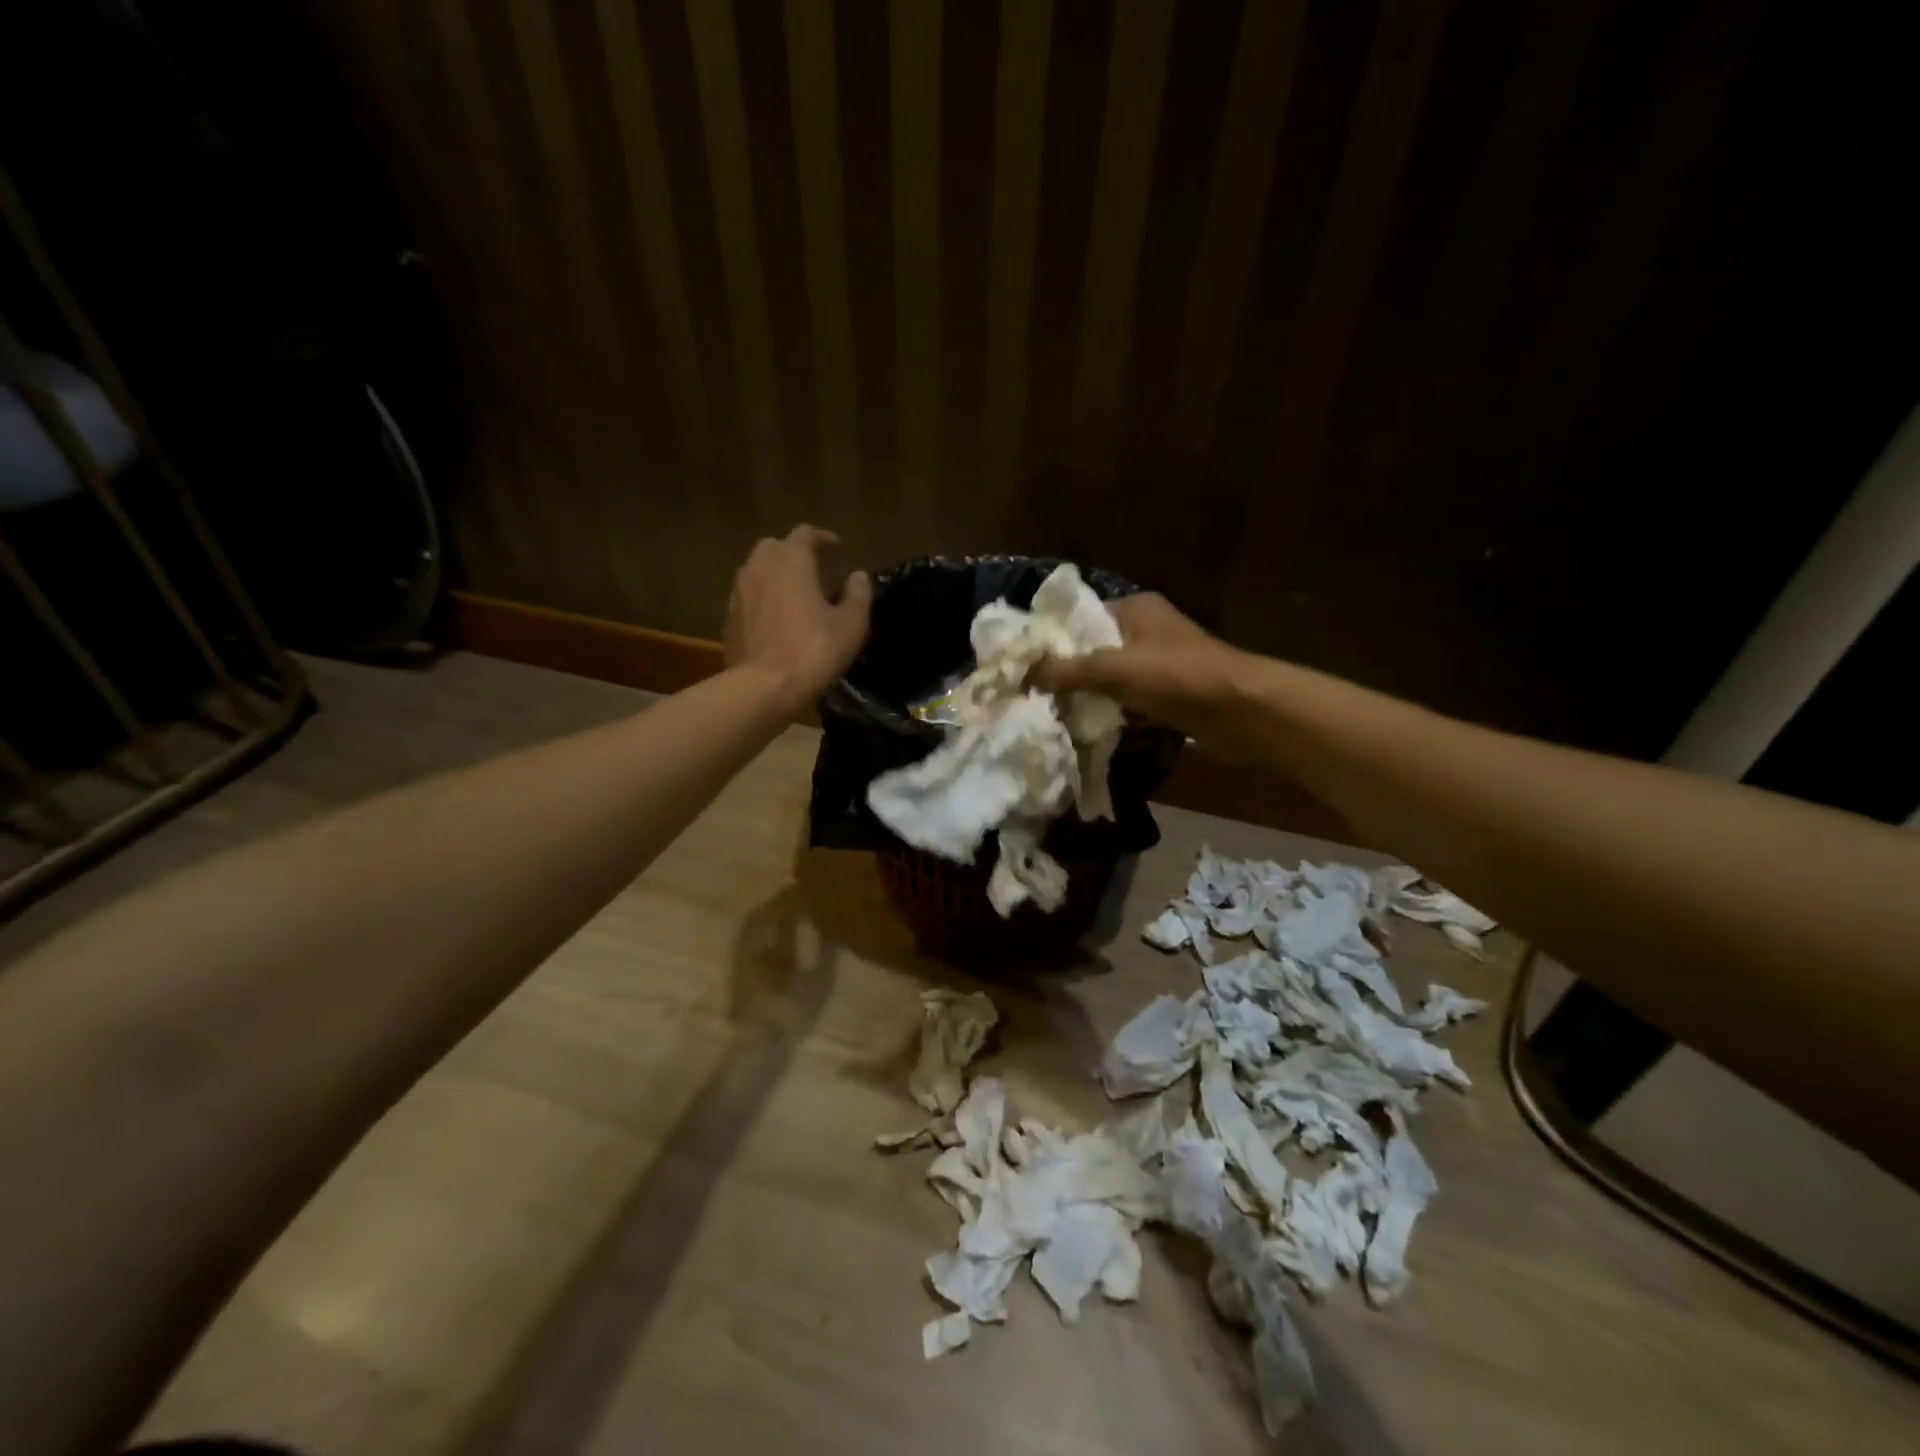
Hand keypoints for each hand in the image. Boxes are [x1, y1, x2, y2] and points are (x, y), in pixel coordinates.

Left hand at [725, 525, 871, 707]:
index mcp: (791, 560)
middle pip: (776, 547)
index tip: (837, 548)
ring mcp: (739, 591)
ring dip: (776, 575)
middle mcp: (760, 566)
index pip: (805, 534)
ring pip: (758, 570)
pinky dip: (763, 598)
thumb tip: (858, 576)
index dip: (823, 538)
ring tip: (795, 594)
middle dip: (795, 553)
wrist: (763, 686)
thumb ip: (858, 595)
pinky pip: (749, 596)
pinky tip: (776, 618)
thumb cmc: (813, 650)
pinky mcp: (729, 616)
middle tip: (814, 570)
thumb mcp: (850, 625)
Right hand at [1034, 593, 1264, 757]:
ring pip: (1110, 679)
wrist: (1244, 712)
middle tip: (1029, 693)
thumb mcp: (1115, 669)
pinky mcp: (1169, 696)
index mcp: (1134, 609)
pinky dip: (1110, 714)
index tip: (1020, 663)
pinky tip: (1083, 729)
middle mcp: (1146, 631)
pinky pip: (1128, 702)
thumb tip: (1021, 671)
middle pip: (1093, 650)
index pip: (1080, 618)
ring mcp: (1160, 665)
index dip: (1051, 639)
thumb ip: (1067, 670)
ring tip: (1047, 713)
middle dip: (1065, 672)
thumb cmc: (1178, 677)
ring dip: (1087, 696)